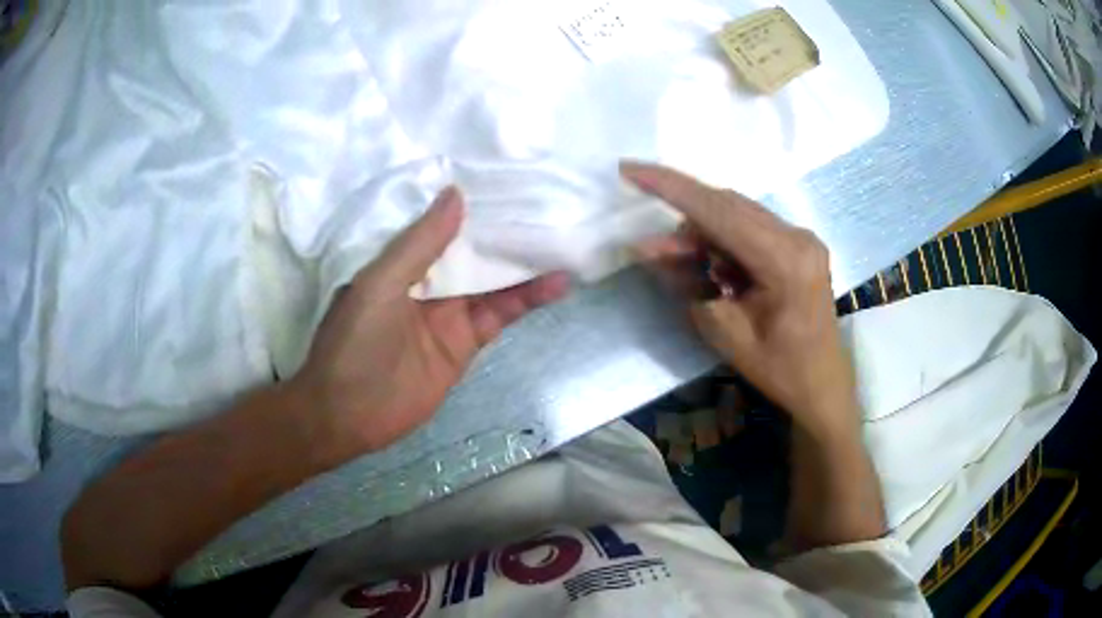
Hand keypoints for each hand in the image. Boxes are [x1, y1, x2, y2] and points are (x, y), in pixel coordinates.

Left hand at [289, 187, 569, 461]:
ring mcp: (449, 312)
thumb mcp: (380, 283)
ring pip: (493, 280)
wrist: (349, 414)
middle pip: (472, 250)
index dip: (472, 205)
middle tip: (549, 202)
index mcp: (399, 259)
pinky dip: (528, 299)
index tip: (508, 180)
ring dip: (525, 263)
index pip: (441, 224)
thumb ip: (419, 244)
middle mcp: (427, 280)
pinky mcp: (466, 342)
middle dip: (505, 229)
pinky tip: (556, 283)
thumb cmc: (354, 342)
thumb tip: (456, 194)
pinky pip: (500, 314)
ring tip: (564, 238)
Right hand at [622, 162, 856, 434]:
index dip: (671, 187)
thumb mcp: (724, 332)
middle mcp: (798, 236)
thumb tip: (648, 246)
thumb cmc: (779, 370)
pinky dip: (723, 238)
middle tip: (656, 249)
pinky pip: (751, 226)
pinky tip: (713, 265)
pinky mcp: (799, 244)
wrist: (824, 385)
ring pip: (737, 212)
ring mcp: (802, 237)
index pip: (719, 211)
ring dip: (704, 231)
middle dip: (685, 219)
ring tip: (684, 264)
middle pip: (727, 205)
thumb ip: (687, 282)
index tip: (630, 169)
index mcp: (785, 260)